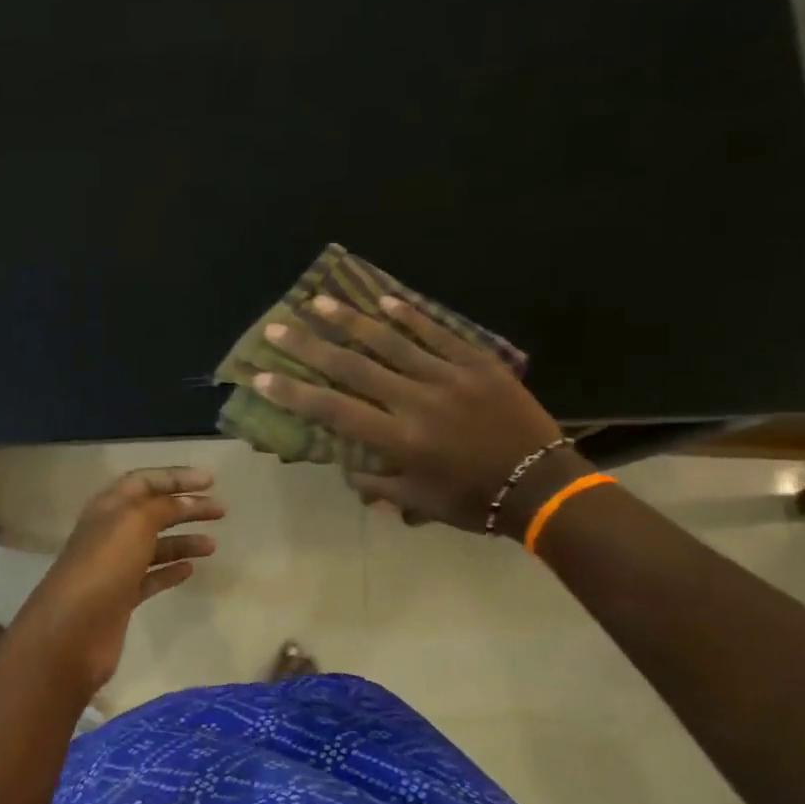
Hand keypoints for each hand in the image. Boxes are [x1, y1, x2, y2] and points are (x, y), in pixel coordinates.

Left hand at [4, 467, 224, 692]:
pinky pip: (150, 578)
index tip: (211, 481)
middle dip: (187, 508)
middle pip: (153, 512)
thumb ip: (163, 507)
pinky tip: (191, 570)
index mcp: (108, 508)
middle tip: (221, 511)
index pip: (144, 482)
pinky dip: (171, 571)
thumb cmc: (104, 566)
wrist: (73, 630)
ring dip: (183, 541)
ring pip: (154, 546)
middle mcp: (110, 533)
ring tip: (212, 545)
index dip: (176, 477)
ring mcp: (114, 567)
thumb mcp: (134, 523)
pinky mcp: (121, 598)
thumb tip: (187, 501)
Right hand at [254, 294, 582, 536]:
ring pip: (391, 341)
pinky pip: (437, 333)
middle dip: (310, 346)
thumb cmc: (474, 501)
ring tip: (320, 301)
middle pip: (353, 367)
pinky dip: (409, 315)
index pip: (333, 411)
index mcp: (399, 440)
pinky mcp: (477, 362)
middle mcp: (416, 401)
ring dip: (350, 320)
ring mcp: (448, 376)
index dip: (294, 392)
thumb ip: (376, 484)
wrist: (543, 484)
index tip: (261, 376)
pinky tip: (382, 300)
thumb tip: (347, 466)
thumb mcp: (418, 502)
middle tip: (278, 327)